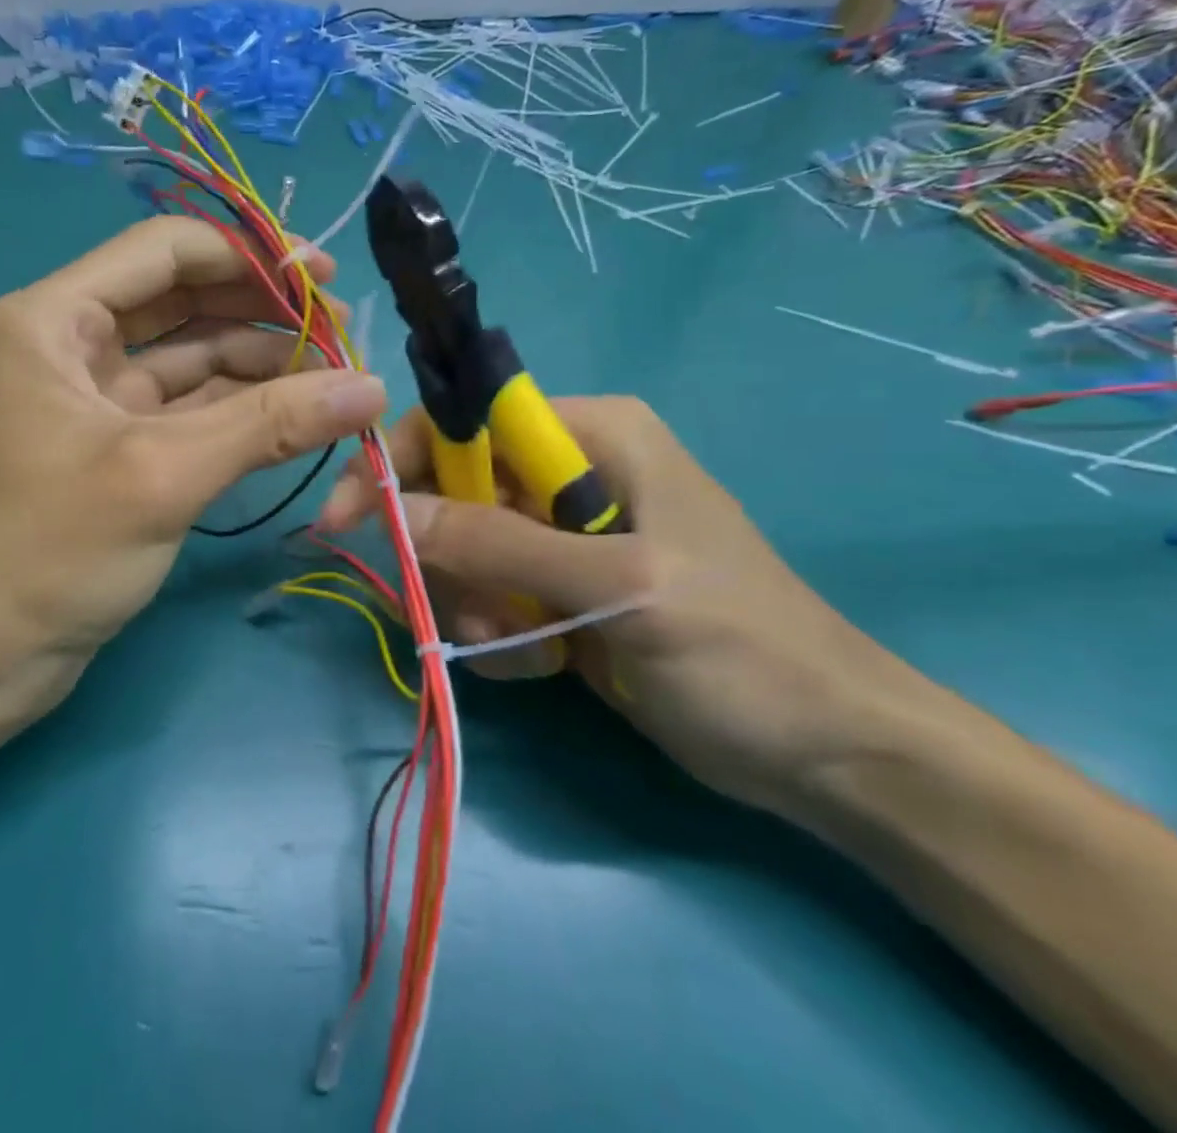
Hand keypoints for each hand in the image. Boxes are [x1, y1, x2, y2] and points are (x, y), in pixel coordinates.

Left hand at [0, 216, 386, 711]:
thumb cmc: (50, 552)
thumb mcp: (163, 475)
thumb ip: (269, 424)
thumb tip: (372, 389)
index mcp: (53, 319)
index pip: (164, 251)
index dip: (249, 255)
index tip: (322, 277)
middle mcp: (70, 343)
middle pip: (182, 299)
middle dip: (261, 310)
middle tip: (341, 331)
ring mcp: (95, 396)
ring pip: (190, 355)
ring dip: (258, 360)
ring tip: (333, 374)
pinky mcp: (116, 444)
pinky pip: (187, 405)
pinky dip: (239, 406)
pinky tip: (296, 412)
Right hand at [316, 396, 924, 818]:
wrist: (827, 755)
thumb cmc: (742, 651)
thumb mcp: (619, 589)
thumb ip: (501, 545)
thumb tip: (392, 511)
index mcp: (592, 434)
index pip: (464, 421)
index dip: (399, 461)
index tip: (349, 520)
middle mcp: (569, 471)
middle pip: (453, 490)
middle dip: (448, 557)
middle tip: (472, 614)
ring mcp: (562, 533)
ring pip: (462, 549)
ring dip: (472, 604)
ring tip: (525, 648)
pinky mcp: (559, 586)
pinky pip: (487, 592)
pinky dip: (496, 632)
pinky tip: (542, 665)